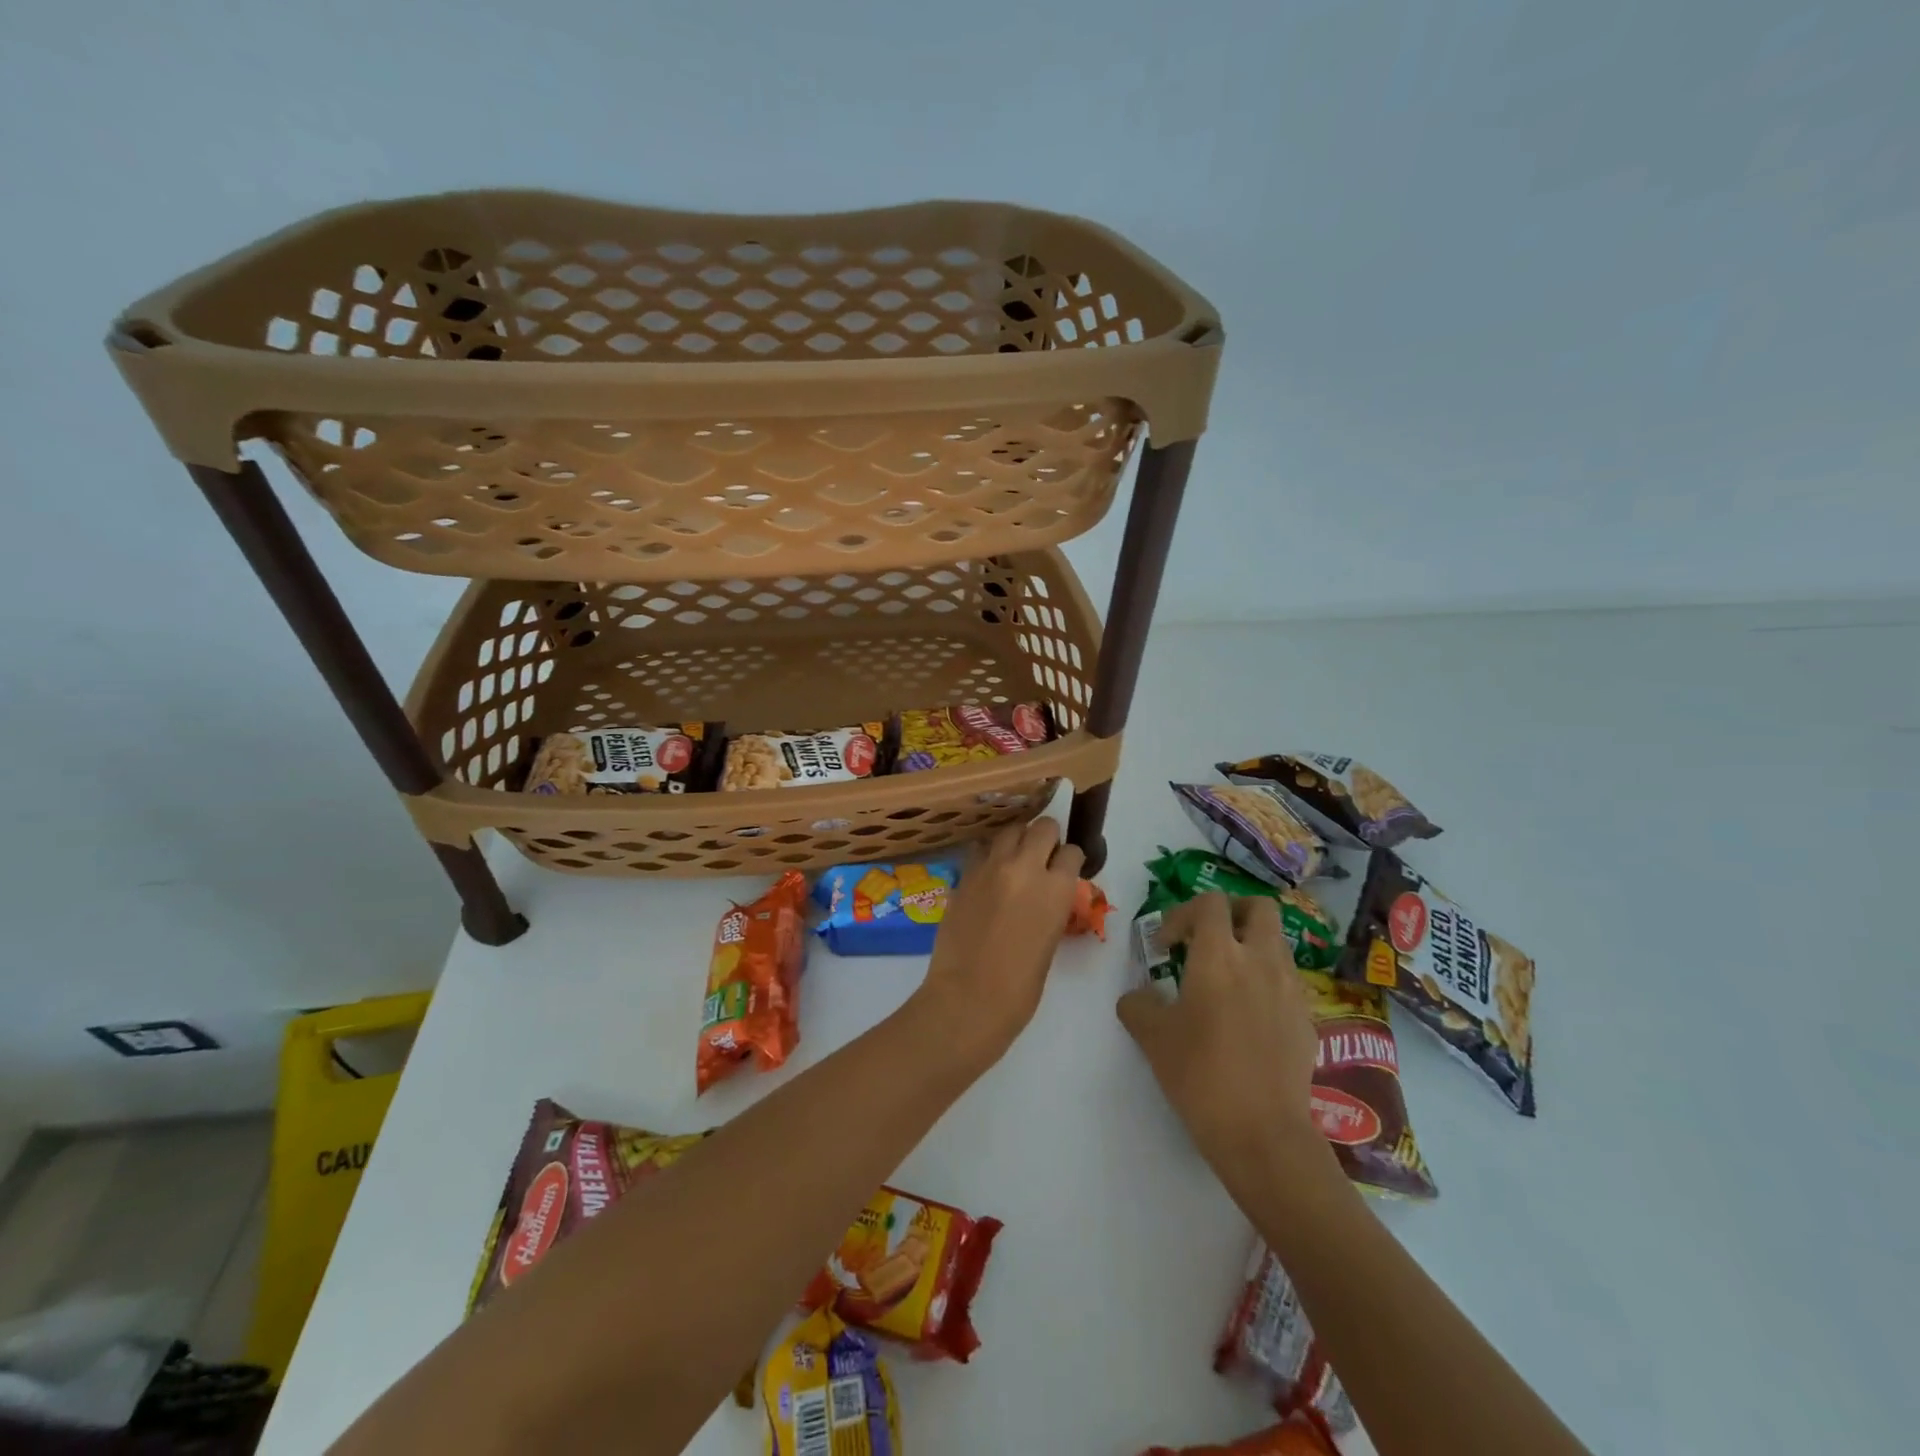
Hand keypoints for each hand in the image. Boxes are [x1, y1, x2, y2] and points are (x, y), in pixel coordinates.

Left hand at [915, 818, 1083, 1058]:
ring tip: (1014, 859)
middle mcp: (1025, 867)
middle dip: (1046, 838)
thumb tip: (1045, 895)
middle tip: (1042, 856)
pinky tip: (988, 874)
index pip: (1071, 852)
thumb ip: (1050, 907)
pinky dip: (988, 855)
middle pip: (1042, 827)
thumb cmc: (1020, 987)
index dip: (1069, 859)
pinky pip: (980, 850)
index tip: (1065, 868)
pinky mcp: (963, 875)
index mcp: (1056, 889)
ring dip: (1016, 840)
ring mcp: (990, 867)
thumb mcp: (1050, 941)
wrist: (968, 998)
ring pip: (1009, 830)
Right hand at [1116, 893, 1325, 1176]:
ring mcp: (1291, 989)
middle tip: (1208, 937)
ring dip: (1251, 945)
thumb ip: (1139, 1004)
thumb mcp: (1152, 1037)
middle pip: (1259, 907)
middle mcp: (1260, 960)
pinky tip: (1248, 1016)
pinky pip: (1287, 981)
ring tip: (1226, 978)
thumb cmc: (1200, 1075)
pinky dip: (1267, 981)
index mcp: (1219, 955)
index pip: (1210, 903)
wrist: (1262, 1134)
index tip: (1166, 946)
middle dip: (1232, 913)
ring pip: (1276, 942)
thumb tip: (1140, 996)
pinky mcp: (1307, 1019)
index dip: (1183, 913)